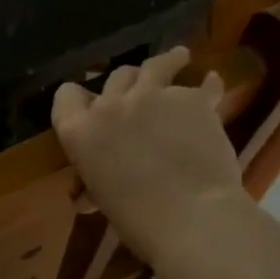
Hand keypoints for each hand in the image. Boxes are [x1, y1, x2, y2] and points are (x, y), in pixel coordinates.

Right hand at [51, 47, 251, 269]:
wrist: (192, 219)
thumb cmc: (139, 221)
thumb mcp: (105, 199)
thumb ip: (96, 183)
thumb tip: (87, 198)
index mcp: (80, 132)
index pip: (66, 97)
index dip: (77, 98)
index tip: (88, 103)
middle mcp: (111, 105)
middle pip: (116, 77)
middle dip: (127, 84)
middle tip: (139, 91)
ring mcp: (153, 96)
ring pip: (156, 65)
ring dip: (168, 60)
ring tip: (179, 56)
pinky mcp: (191, 99)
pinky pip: (201, 85)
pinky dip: (207, 85)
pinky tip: (213, 83)